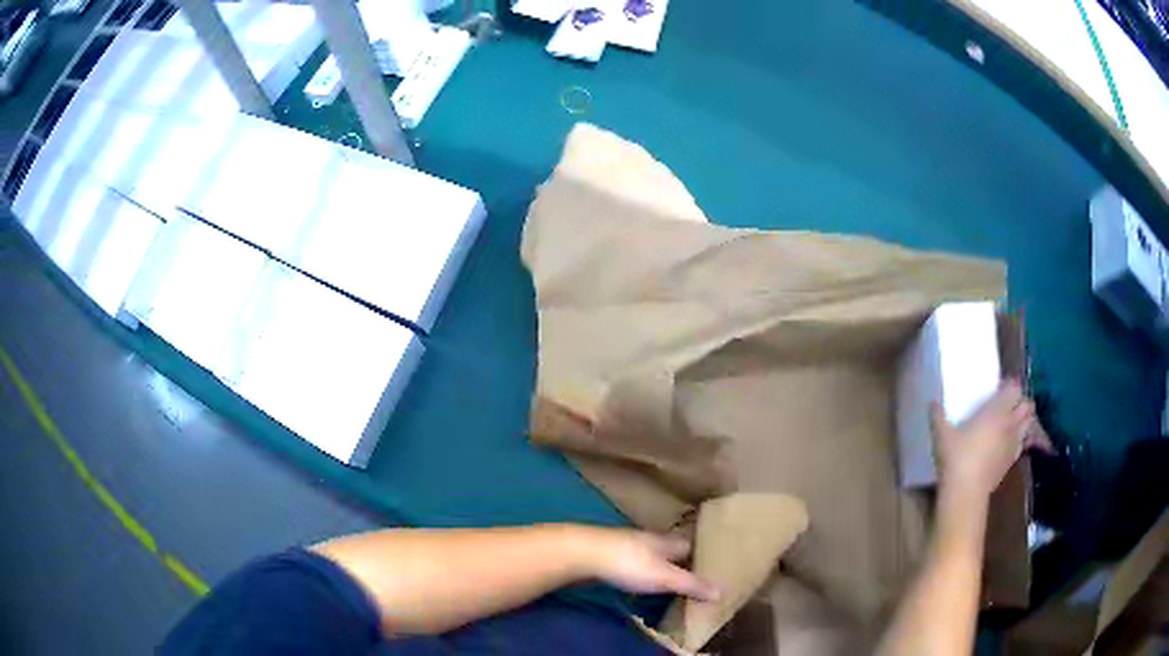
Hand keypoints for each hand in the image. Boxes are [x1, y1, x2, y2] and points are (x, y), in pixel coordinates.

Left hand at [577, 528, 719, 601]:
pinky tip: (641, 583)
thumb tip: (722, 591)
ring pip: (652, 556)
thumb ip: (692, 584)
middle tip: (695, 577)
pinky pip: (635, 564)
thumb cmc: (629, 563)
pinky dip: (643, 573)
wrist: (582, 553)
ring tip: (672, 582)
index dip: (703, 554)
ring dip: (662, 567)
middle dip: (682, 561)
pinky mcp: (611, 556)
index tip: (715, 564)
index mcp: (667, 540)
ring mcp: (628, 546)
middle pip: (672, 550)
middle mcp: (650, 539)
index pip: (692, 544)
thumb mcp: (665, 576)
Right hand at [932, 379, 1049, 501]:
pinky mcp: (1012, 462)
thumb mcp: (942, 435)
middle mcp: (1010, 423)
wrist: (966, 492)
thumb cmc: (956, 458)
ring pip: (1029, 424)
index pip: (1014, 388)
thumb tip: (932, 402)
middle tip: (1009, 404)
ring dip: (1024, 420)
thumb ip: (938, 416)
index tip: (1001, 387)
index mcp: (996, 411)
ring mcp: (1013, 444)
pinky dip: (1019, 440)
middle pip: (1028, 405)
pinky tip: (1008, 444)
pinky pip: (1022, 444)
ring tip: (1012, 422)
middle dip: (1022, 402)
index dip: (1010, 385)